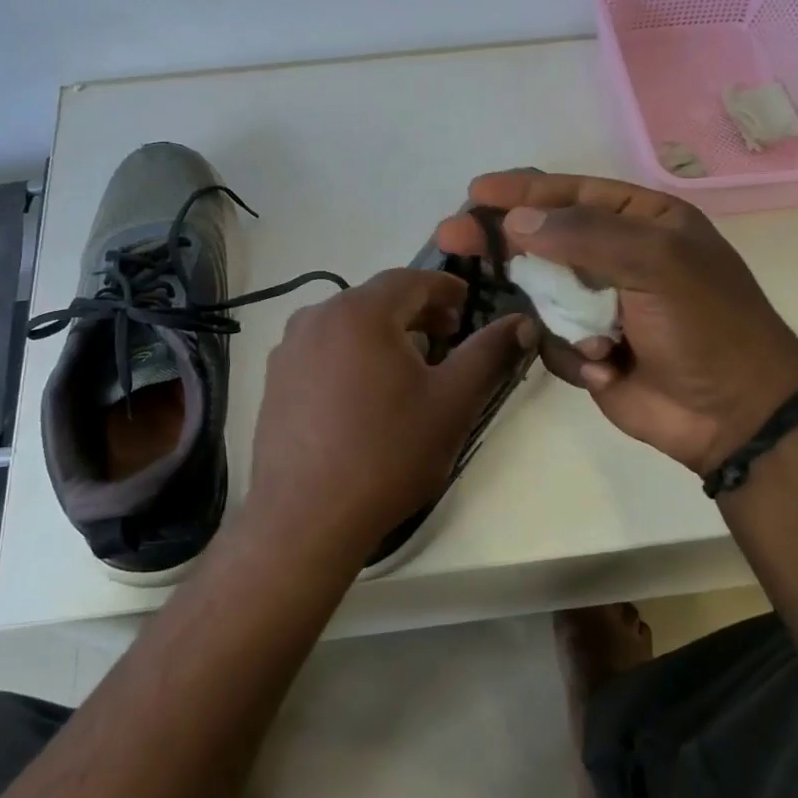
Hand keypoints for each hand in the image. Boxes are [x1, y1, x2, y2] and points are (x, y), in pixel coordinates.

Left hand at [245, 268, 534, 562]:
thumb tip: (522, 322)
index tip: (469, 304)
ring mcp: (289, 350)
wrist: (307, 518)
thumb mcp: (452, 402)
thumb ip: (489, 353)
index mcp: (359, 312)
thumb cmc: (387, 454)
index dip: (446, 287)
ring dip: (383, 334)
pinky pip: (323, 351)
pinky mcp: (275, 380)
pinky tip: (366, 394)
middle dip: (417, 312)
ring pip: (347, 325)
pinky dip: (352, 356)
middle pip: (376, 299)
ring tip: (409, 367)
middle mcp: (316, 318)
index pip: (411, 280)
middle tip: (448, 337)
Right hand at [437, 172, 797, 475]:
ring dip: (555, 312)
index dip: (522, 191)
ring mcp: (600, 304)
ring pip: (541, 292)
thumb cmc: (705, 325)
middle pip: (544, 239)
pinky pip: (551, 337)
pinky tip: (607, 366)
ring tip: (590, 335)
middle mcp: (617, 256)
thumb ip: (584, 236)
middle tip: (452, 236)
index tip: (476, 193)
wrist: (733, 413)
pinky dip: (571, 351)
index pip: (572, 194)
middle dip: (505, 241)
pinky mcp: (587, 347)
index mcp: (643, 221)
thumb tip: (516, 221)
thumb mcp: (656, 263)